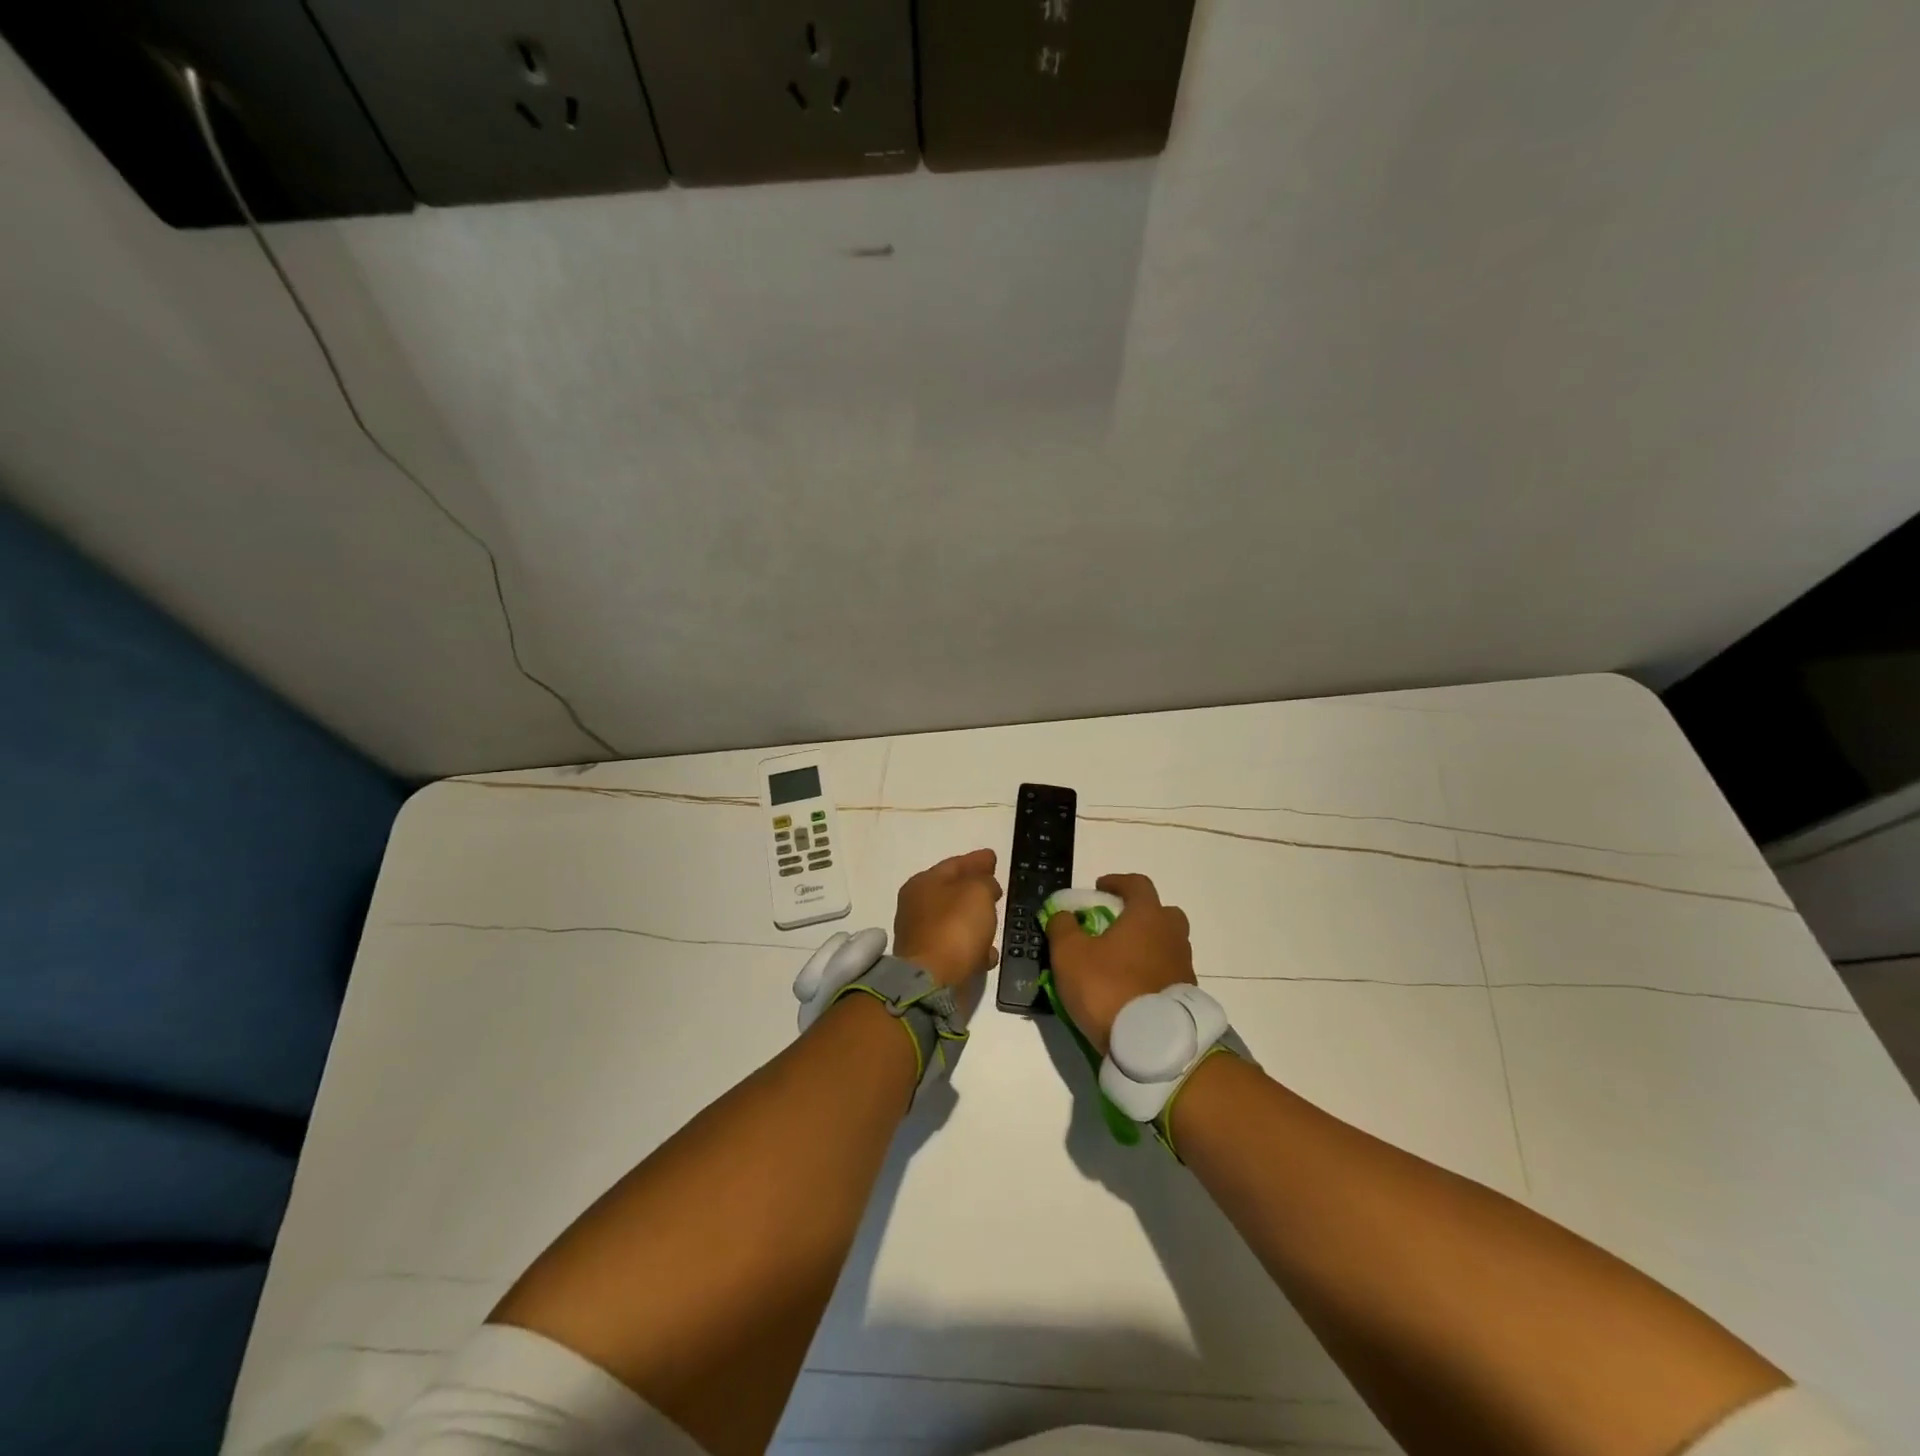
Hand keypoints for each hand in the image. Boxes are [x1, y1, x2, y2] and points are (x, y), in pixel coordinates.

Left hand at [893, 849, 1002, 998]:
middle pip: (951, 891)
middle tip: (995, 887)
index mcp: (923, 883)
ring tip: (994, 919)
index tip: (992, 857)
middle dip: (974, 889)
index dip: (976, 860)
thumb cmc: (954, 927)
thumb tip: (986, 886)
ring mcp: (921, 936)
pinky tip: (988, 953)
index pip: (954, 864)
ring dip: (974, 920)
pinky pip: (957, 947)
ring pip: (955, 921)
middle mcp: (917, 907)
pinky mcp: (930, 963)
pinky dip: (972, 947)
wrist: (932, 982)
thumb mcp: (977, 892)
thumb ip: (984, 881)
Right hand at [1045, 873, 1193, 1056]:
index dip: (1117, 881)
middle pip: (1161, 913)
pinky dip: (1151, 973)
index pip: (1137, 883)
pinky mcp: (1185, 996)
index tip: (1100, 887)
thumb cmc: (1107, 986)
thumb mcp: (1069, 954)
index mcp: (1148, 915)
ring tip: (1119, 962)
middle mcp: (1172, 934)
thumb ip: (1062, 927)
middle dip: (1139, 914)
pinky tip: (1131, 987)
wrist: (1151, 1043)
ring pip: (1166, 944)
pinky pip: (1167, 972)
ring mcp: (1183, 966)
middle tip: (1116, 926)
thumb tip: (1063, 915)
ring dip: (1146, 946)